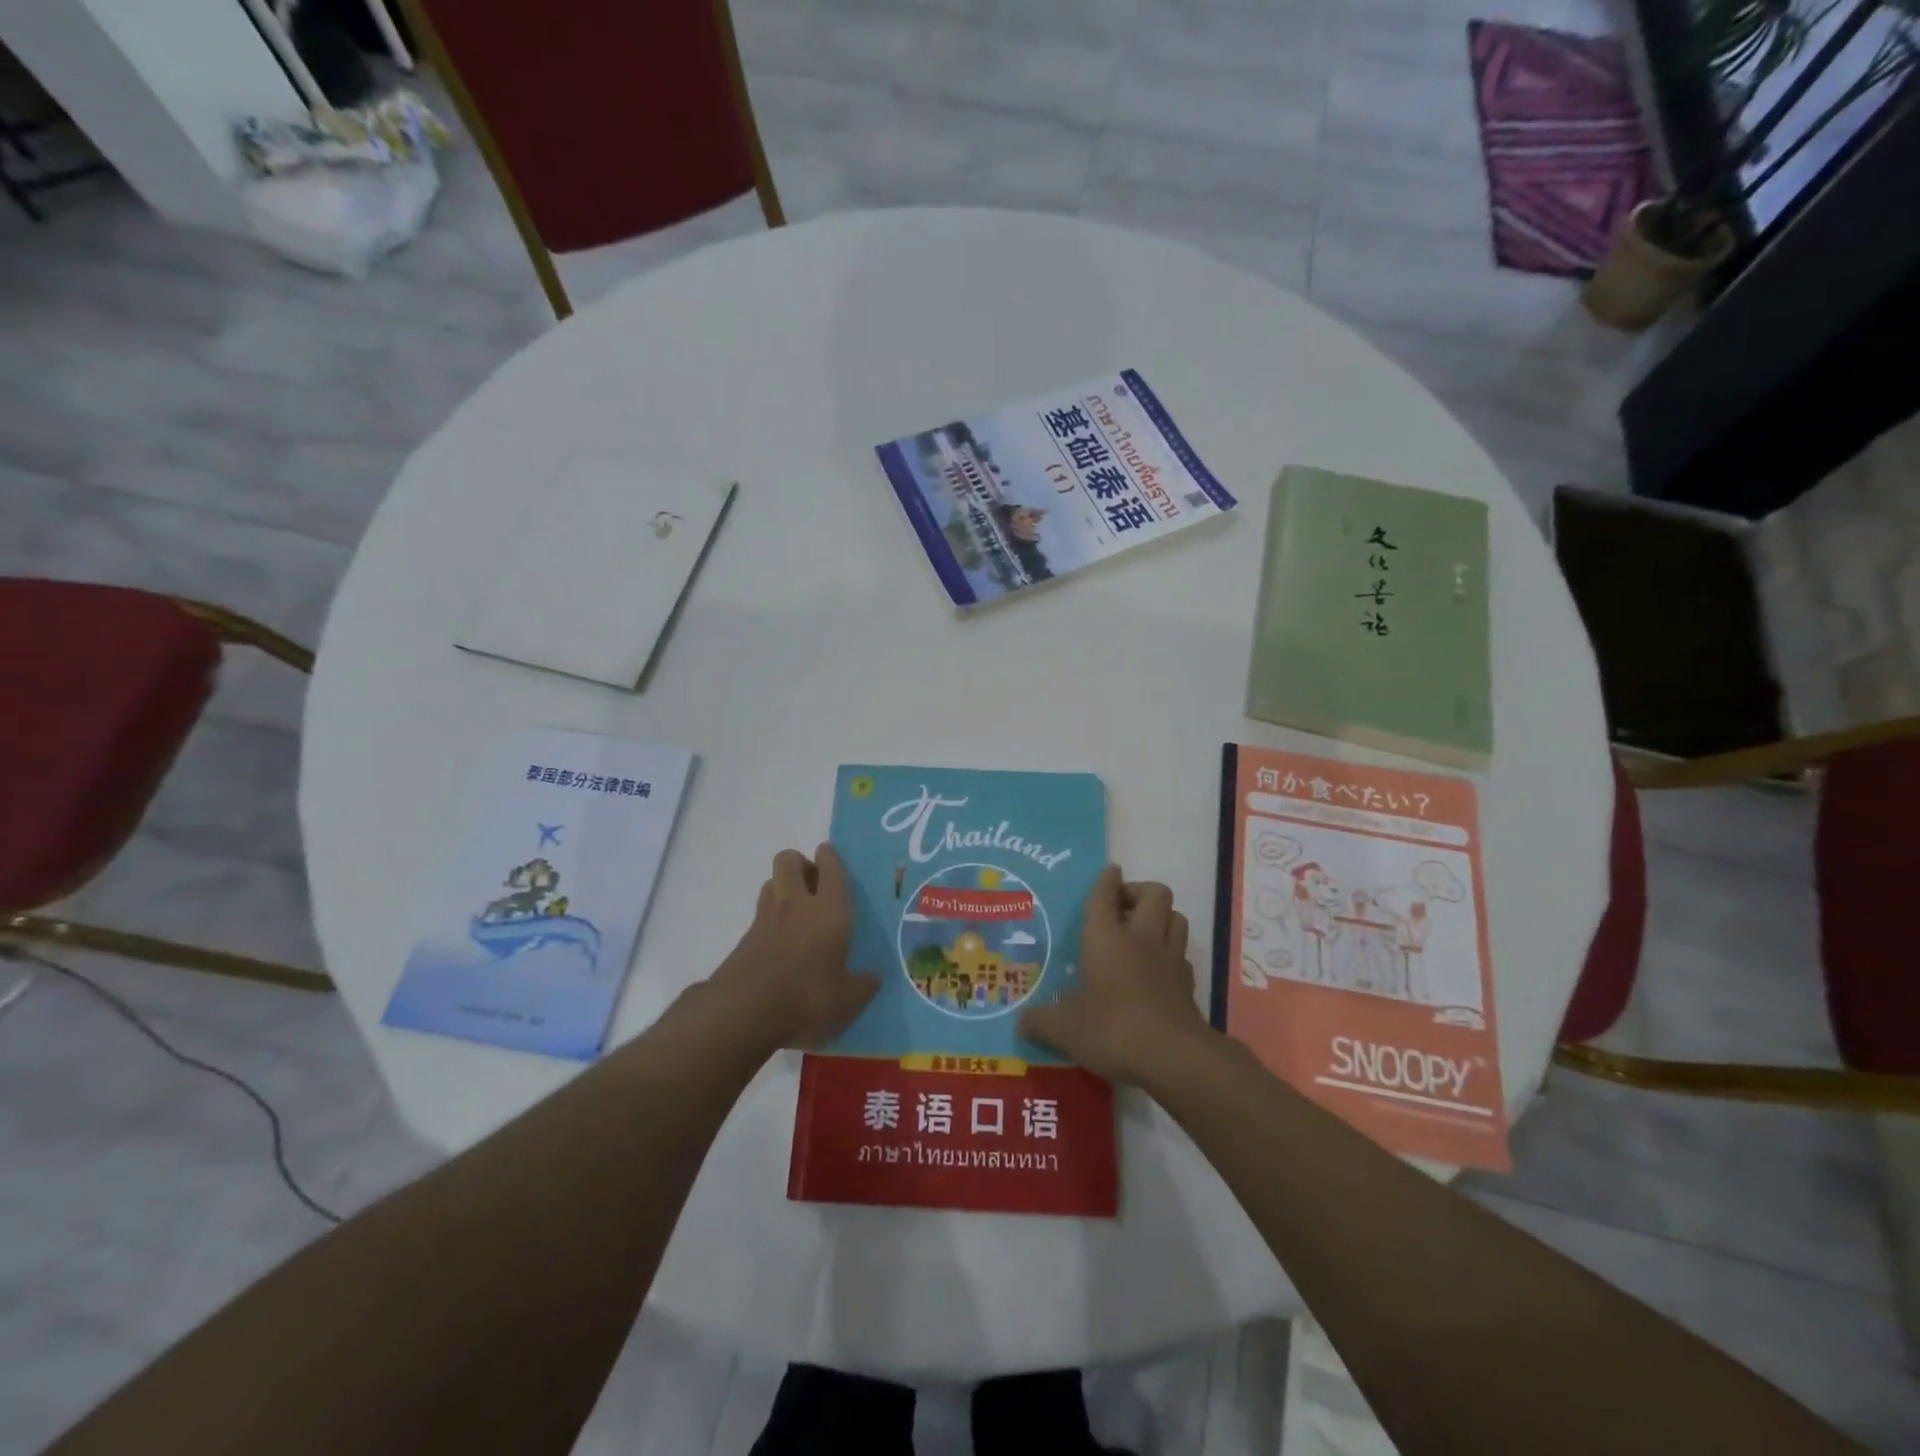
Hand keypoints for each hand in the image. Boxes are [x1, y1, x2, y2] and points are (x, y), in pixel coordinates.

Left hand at [710, 845, 878, 1050]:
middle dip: (801, 864)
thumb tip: (872, 978)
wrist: (743, 1015)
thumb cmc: (807, 999)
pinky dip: (770, 919)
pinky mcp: (743, 939)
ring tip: (797, 913)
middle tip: (815, 886)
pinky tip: (779, 945)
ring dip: (783, 888)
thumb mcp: (848, 1001)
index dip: (831, 857)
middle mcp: (795, 904)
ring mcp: (765, 919)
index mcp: (829, 910)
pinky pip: (760, 914)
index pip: (830, 867)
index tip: (832, 858)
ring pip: (771, 882)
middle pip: (789, 859)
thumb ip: (863, 985)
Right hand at [1019, 865, 1209, 1084]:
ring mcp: (1170, 959)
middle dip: (1140, 892)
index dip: (1106, 880)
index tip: (1109, 872)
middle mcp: (1142, 938)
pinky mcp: (1188, 984)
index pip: (1105, 894)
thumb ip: (1040, 1022)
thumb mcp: (1064, 1029)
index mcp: (1107, 937)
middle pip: (1155, 893)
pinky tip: (1158, 971)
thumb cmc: (1112, 1028)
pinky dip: (1171, 954)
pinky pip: (1182, 954)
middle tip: (1122, 908)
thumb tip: (1021, 1023)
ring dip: (1162, 918)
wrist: (1173, 1056)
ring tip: (1143, 934)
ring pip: (1176, 917)